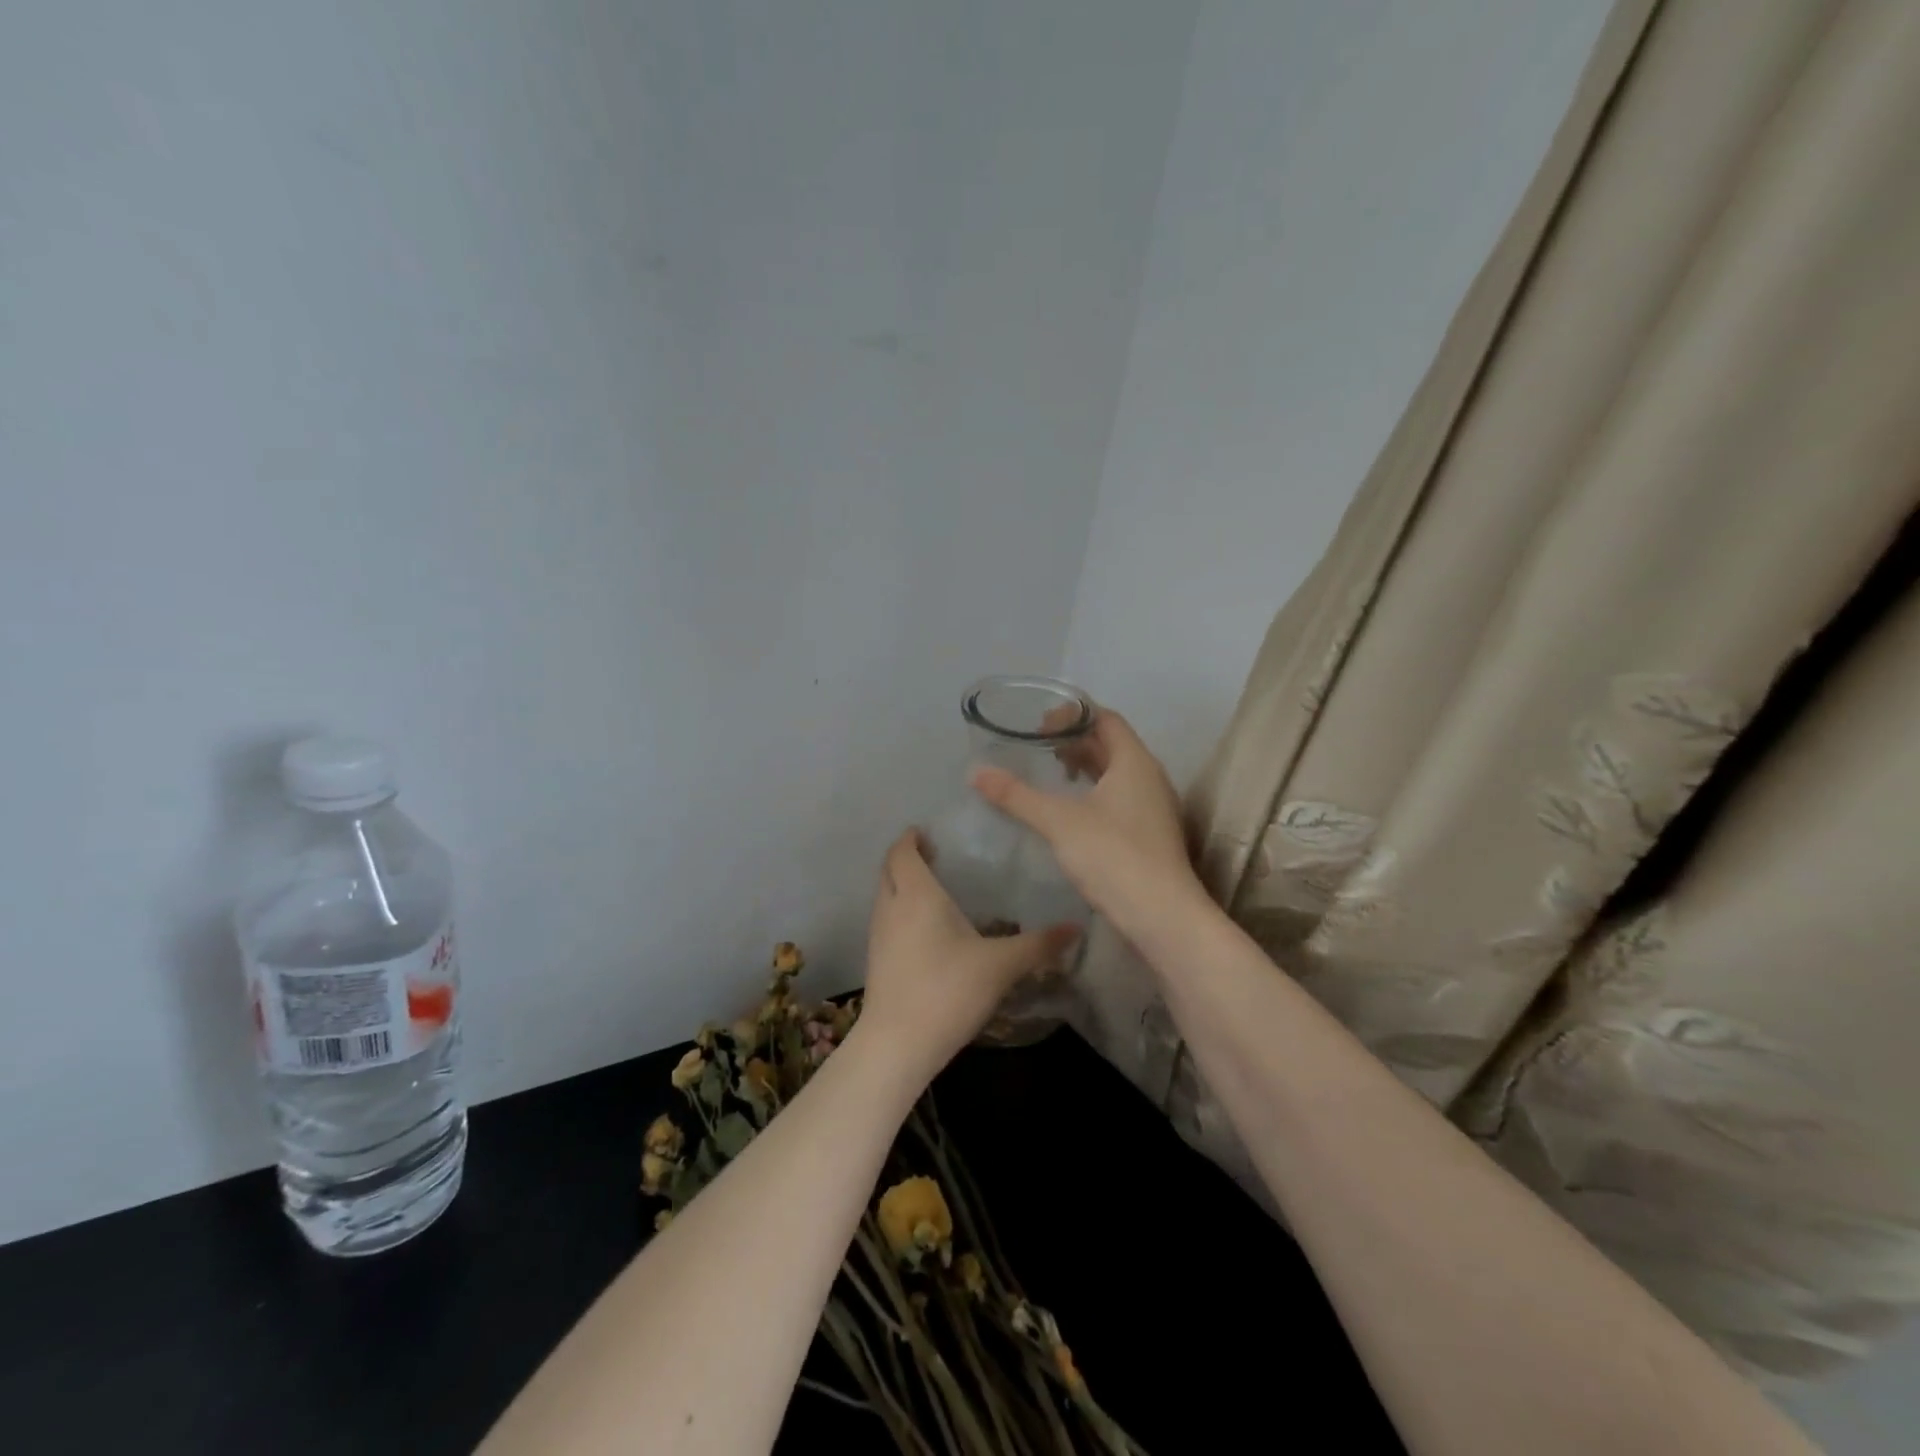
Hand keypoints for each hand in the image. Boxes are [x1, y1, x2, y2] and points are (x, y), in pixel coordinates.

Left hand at [858, 829, 1080, 1081]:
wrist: (898, 1044)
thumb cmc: (948, 991)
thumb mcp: (1001, 965)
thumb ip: (1039, 944)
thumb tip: (1076, 927)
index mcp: (917, 895)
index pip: (902, 852)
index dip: (911, 838)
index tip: (927, 832)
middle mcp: (891, 907)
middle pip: (889, 869)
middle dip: (906, 858)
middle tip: (935, 855)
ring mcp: (878, 935)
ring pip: (885, 895)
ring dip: (902, 884)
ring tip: (934, 888)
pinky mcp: (877, 960)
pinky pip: (886, 919)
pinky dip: (900, 909)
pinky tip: (926, 929)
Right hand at [971, 708, 1204, 939]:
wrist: (1162, 916)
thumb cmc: (1113, 856)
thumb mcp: (1058, 822)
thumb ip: (1016, 795)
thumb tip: (975, 772)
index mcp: (1134, 762)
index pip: (1106, 719)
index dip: (1073, 715)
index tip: (1039, 726)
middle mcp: (1149, 777)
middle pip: (1111, 744)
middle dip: (1075, 741)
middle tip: (1038, 747)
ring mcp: (1153, 807)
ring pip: (1116, 774)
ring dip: (1085, 767)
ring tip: (1052, 773)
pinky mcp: (1149, 834)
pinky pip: (1120, 798)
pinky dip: (1094, 793)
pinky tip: (1070, 812)